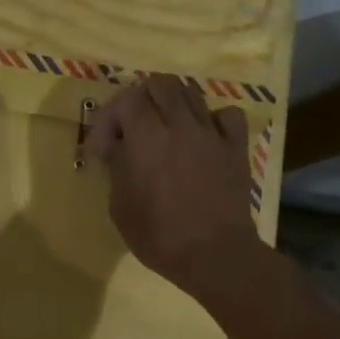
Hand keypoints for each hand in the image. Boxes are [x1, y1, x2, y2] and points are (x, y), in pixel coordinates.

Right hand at [84, 73, 257, 295]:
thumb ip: (117, 167)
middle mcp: (180, 124)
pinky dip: (212, 119)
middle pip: (160, 84)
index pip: (126, 99)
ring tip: (165, 130)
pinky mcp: (236, 147)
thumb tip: (117, 147)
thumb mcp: (121, 206)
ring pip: (192, 93)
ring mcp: (212, 133)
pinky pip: (227, 115)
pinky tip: (203, 137)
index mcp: (146, 137)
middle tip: (133, 128)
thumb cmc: (158, 236)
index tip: (103, 149)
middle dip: (140, 100)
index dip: (109, 118)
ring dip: (172, 105)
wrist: (214, 254)